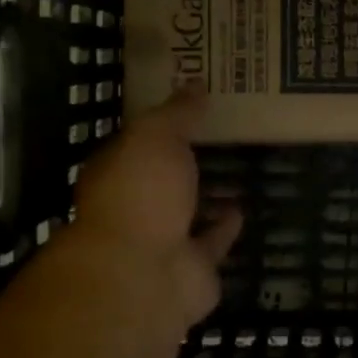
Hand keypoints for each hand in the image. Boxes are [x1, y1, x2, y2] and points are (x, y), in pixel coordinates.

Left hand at [66, 85, 241, 334]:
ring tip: (234, 169)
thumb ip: (176, 113)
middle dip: (182, 164)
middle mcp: (134, 209)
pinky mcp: (191, 270)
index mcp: (115, 174)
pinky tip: (241, 207)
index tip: (188, 108)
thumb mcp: (156, 137)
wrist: (144, 274)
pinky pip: (211, 242)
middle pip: (160, 180)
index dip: (160, 126)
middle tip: (216, 136)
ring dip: (204, 197)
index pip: (135, 144)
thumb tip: (195, 84)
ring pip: (186, 214)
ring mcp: (161, 242)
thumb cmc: (140, 194)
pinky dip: (225, 228)